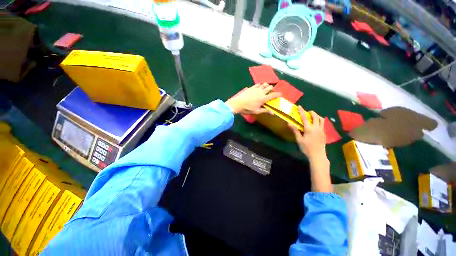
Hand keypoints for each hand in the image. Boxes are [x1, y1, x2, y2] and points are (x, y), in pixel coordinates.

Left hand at [225, 83, 280, 114]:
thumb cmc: (247, 109)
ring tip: (265, 89)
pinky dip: (260, 85)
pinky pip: (257, 84)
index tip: (281, 94)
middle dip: (272, 89)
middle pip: (269, 87)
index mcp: (263, 98)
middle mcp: (261, 92)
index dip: (278, 94)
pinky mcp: (251, 87)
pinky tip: (258, 88)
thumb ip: (265, 111)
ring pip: (264, 84)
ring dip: (266, 86)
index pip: (273, 95)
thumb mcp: (256, 111)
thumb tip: (272, 113)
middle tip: (271, 92)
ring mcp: (256, 89)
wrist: (237, 104)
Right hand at [289, 107, 326, 159]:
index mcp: (309, 129)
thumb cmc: (306, 148)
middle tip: (307, 111)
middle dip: (311, 112)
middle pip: (316, 116)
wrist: (318, 155)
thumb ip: (295, 130)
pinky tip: (315, 124)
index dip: (301, 111)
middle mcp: (316, 127)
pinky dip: (319, 121)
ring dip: (317, 116)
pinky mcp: (324, 133)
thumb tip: (289, 123)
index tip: (299, 106)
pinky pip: (322, 124)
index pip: (304, 117)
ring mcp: (322, 130)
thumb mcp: (299, 139)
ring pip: (321, 119)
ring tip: (312, 116)